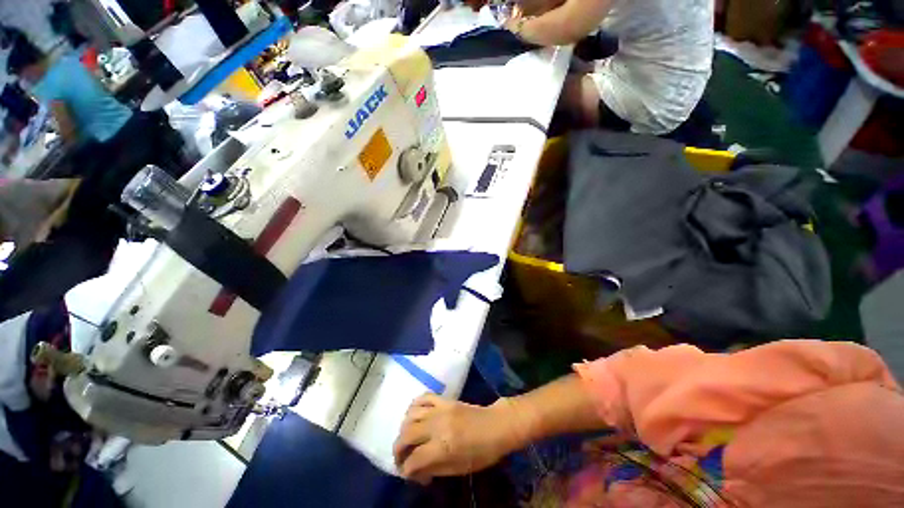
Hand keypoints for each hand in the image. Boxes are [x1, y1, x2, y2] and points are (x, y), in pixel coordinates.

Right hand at [393, 394, 523, 483]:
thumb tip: (414, 471)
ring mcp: (440, 409)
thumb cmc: (481, 452)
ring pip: (411, 415)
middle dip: (398, 450)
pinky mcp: (444, 399)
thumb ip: (433, 468)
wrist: (495, 426)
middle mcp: (437, 426)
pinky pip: (423, 398)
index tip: (409, 474)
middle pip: (406, 435)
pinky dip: (414, 407)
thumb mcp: (458, 469)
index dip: (406, 470)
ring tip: (407, 438)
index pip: (414, 459)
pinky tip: (414, 416)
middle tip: (401, 458)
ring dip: (404, 429)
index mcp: (443, 447)